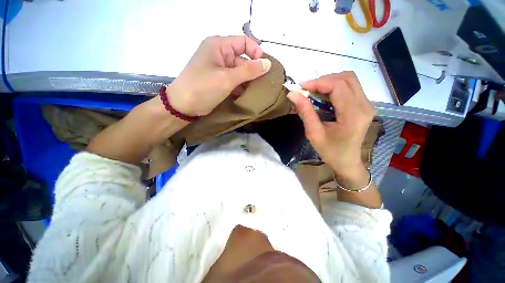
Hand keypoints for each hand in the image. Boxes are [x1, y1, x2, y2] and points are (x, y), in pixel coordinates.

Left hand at [165, 36, 271, 115]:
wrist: (184, 106)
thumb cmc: (203, 87)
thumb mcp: (227, 78)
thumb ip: (249, 71)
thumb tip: (268, 63)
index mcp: (219, 46)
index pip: (243, 42)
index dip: (256, 52)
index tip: (265, 67)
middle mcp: (219, 55)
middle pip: (242, 59)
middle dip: (253, 71)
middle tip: (264, 83)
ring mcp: (219, 70)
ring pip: (239, 72)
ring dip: (248, 81)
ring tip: (258, 90)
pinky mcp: (219, 82)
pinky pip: (234, 81)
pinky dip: (241, 87)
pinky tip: (248, 95)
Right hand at [288, 72, 374, 178]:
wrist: (347, 161)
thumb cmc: (330, 151)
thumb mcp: (314, 133)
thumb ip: (305, 112)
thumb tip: (292, 94)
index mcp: (353, 115)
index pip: (338, 86)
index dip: (318, 82)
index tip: (301, 86)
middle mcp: (365, 106)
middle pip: (347, 78)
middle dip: (324, 80)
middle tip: (307, 90)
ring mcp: (367, 104)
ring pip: (349, 80)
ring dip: (329, 82)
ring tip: (314, 92)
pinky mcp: (364, 105)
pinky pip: (350, 87)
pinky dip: (335, 87)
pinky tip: (324, 97)